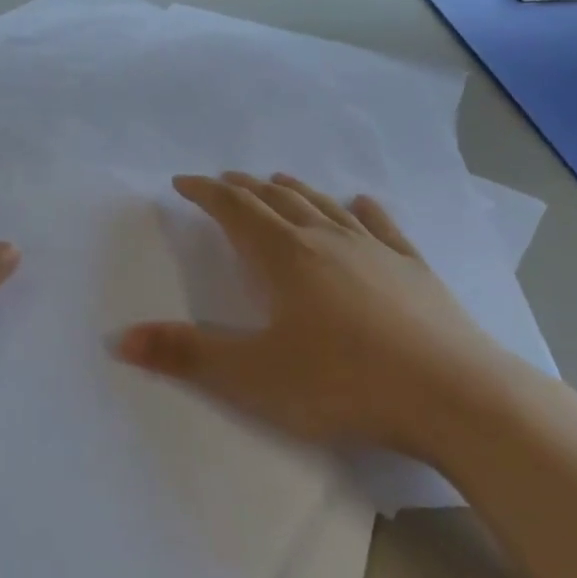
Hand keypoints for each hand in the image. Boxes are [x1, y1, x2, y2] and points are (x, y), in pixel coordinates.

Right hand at [117, 172, 533, 459]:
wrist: (456, 396)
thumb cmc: (344, 384)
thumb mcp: (253, 376)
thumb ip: (186, 355)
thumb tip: (120, 338)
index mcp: (284, 256)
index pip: (234, 210)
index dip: (205, 192)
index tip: (182, 181)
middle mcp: (326, 239)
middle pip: (276, 200)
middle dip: (244, 188)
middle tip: (224, 181)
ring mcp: (375, 250)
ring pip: (324, 205)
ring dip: (294, 190)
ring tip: (276, 181)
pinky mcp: (414, 269)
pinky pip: (382, 225)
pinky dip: (362, 209)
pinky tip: (361, 202)